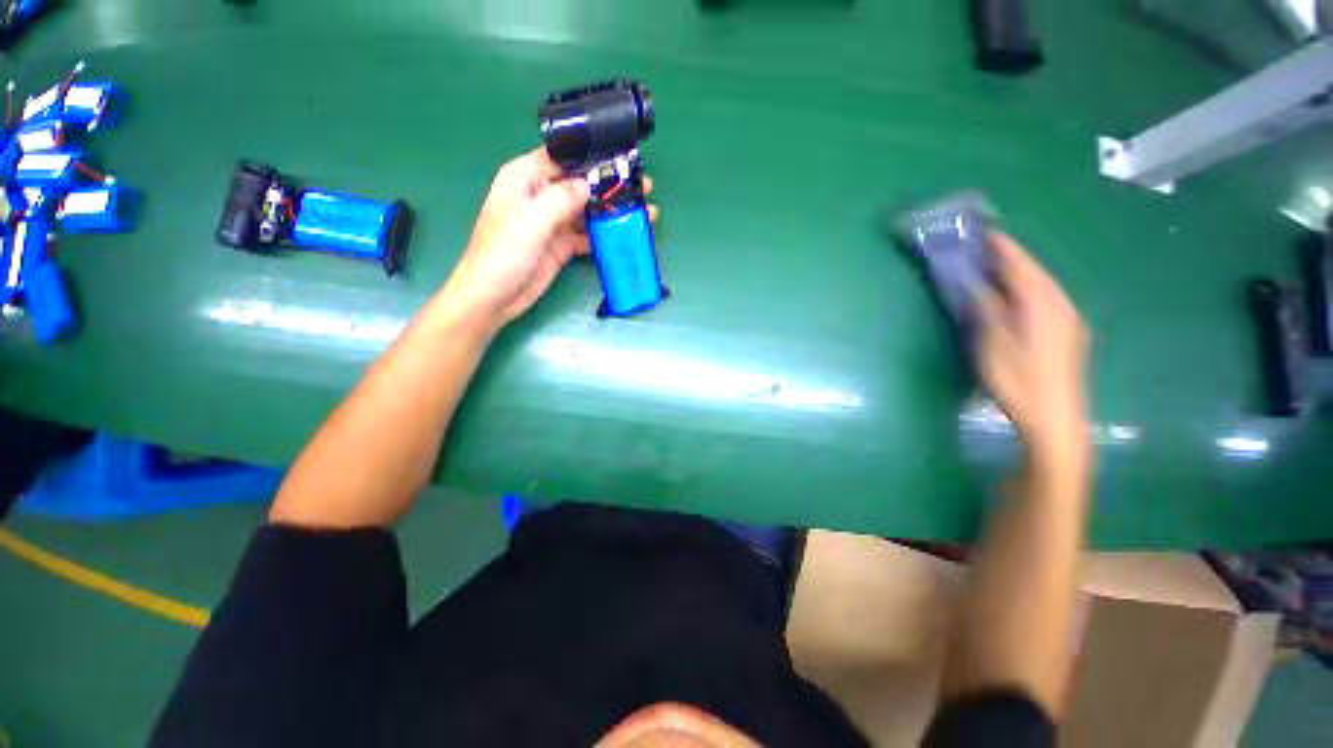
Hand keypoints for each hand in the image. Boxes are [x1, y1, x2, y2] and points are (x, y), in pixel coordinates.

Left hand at [439, 148, 659, 330]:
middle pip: (580, 184)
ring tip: (644, 212)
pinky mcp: (562, 245)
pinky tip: (626, 234)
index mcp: (525, 178)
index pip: (562, 158)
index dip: (590, 157)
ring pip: (588, 211)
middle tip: (644, 187)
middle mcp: (541, 195)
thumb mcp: (530, 221)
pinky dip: (605, 235)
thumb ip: (561, 199)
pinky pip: (588, 235)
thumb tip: (589, 184)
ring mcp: (553, 222)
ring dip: (612, 212)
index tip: (622, 159)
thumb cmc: (504, 253)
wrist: (495, 297)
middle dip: (610, 186)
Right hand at [977, 233, 1090, 465]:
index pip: (1021, 264)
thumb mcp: (993, 343)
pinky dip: (1027, 291)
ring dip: (1019, 275)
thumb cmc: (1019, 379)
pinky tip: (1014, 299)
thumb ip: (987, 308)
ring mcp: (1068, 319)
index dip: (1002, 247)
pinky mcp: (1068, 333)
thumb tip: (976, 283)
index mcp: (1043, 302)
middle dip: (1010, 258)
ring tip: (994, 270)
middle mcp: (1061, 303)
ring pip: (1042, 286)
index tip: (984, 231)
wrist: (1055, 418)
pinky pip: (1046, 300)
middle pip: (1034, 272)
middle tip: (982, 249)